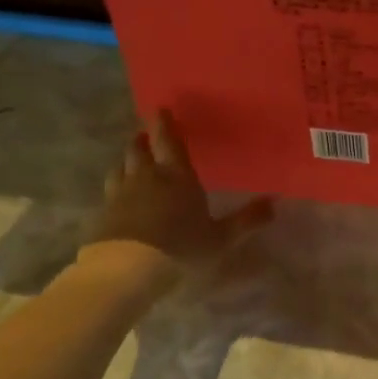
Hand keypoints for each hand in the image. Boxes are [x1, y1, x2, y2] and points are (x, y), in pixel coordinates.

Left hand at [77, 109, 273, 280]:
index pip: (169, 141)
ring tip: (131, 164)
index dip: (164, 124)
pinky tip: (119, 199)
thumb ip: (247, 220)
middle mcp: (146, 177)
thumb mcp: (222, 238)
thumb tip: (274, 202)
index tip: (160, 109)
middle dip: (142, 140)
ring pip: (119, 168)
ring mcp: (120, 195)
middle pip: (138, 150)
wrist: (128, 269)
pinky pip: (109, 193)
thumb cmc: (182, 247)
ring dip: (126, 162)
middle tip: (145, 136)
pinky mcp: (103, 215)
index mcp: (177, 176)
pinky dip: (116, 189)